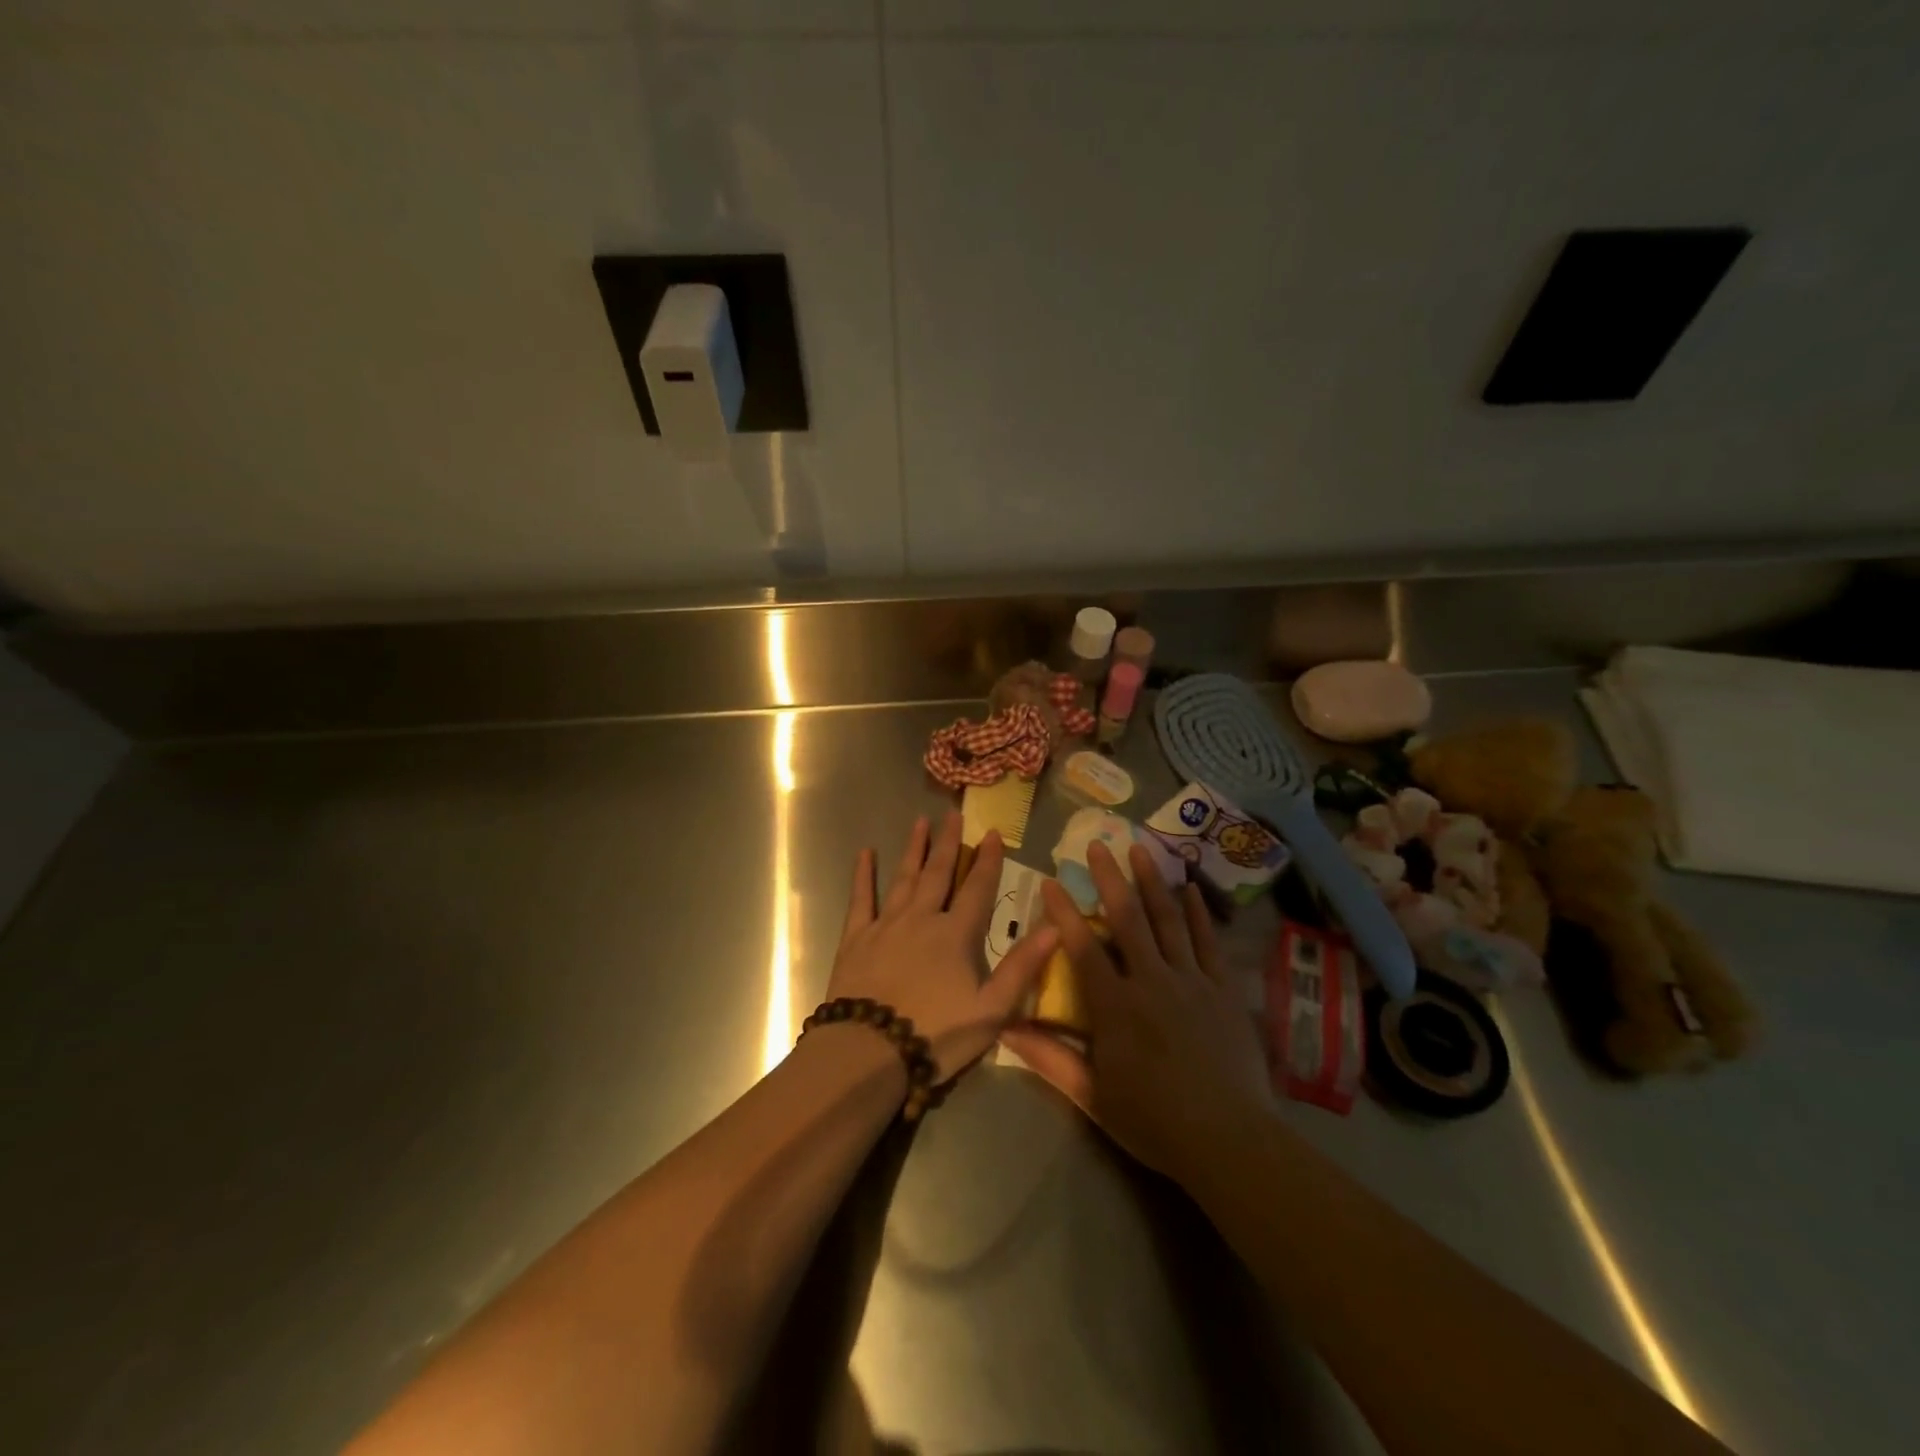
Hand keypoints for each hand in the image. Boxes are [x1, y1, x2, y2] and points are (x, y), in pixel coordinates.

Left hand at [827, 812, 1058, 1083]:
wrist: (869, 1052)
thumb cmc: (936, 1035)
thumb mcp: (992, 1009)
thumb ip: (1022, 967)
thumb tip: (1056, 927)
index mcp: (956, 934)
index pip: (978, 889)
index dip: (988, 860)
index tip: (993, 833)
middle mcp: (921, 918)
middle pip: (939, 873)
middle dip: (949, 843)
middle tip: (954, 815)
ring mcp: (886, 925)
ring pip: (903, 878)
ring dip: (914, 849)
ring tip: (920, 822)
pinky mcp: (856, 938)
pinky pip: (861, 898)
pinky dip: (863, 875)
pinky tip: (865, 853)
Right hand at [1001, 840, 1274, 1183]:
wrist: (1229, 1140)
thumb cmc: (1154, 1121)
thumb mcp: (1093, 1096)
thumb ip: (1050, 1058)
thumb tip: (1006, 1028)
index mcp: (1116, 1006)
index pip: (1083, 948)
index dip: (1064, 913)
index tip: (1051, 881)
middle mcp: (1152, 981)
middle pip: (1128, 919)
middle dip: (1109, 878)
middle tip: (1097, 843)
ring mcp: (1192, 981)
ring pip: (1169, 921)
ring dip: (1152, 882)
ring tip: (1140, 848)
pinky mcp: (1223, 990)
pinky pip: (1209, 943)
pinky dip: (1199, 914)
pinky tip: (1191, 889)